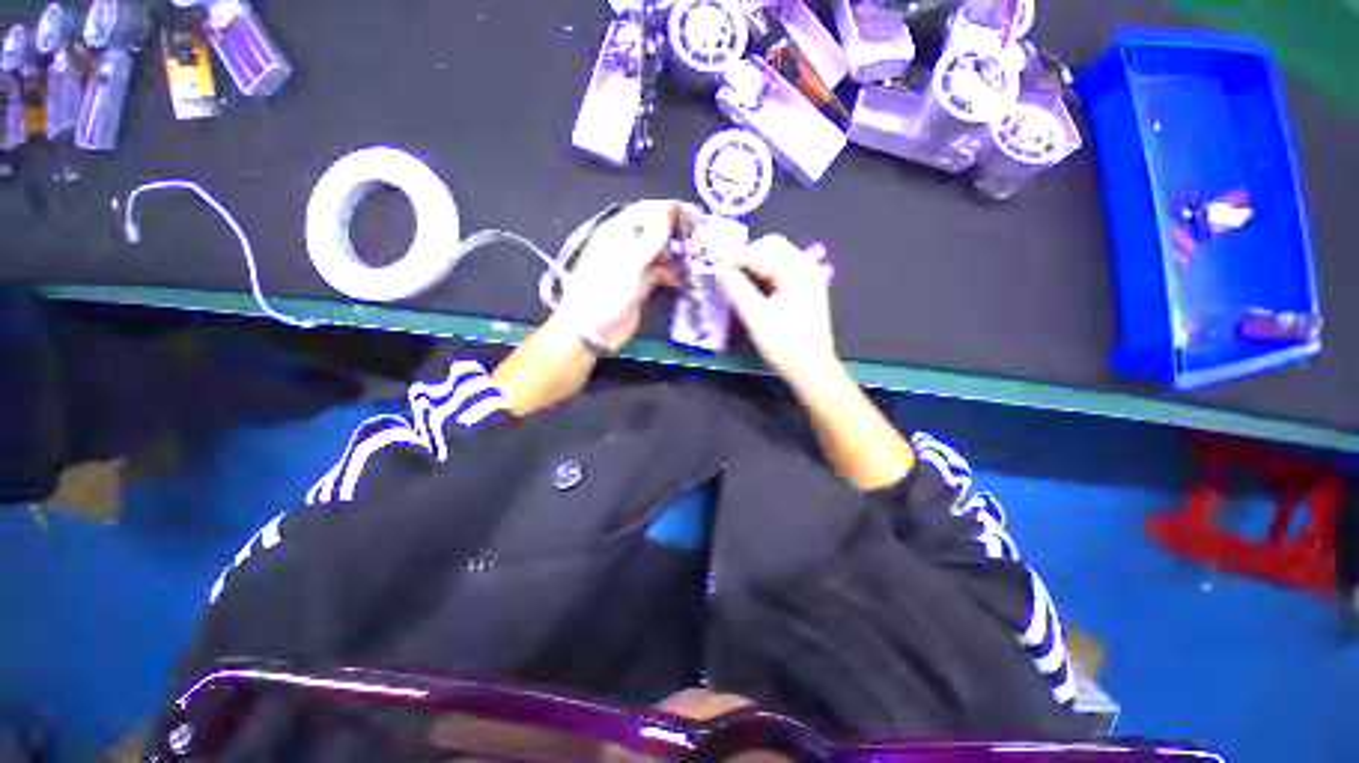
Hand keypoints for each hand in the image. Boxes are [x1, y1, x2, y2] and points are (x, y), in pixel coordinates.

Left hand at [554, 200, 684, 351]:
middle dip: (676, 233)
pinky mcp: (641, 286)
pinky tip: (681, 280)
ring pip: (660, 253)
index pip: (647, 212)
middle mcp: (627, 246)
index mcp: (618, 233)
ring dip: (676, 255)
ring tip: (695, 260)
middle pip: (655, 231)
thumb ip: (651, 237)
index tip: (694, 214)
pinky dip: (671, 275)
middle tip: (700, 240)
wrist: (592, 330)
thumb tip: (669, 210)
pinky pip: (660, 273)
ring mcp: (634, 267)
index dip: (669, 210)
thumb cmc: (605, 292)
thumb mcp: (629, 262)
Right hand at [715, 235, 839, 386]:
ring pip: (774, 260)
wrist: (811, 371)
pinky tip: (746, 286)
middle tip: (722, 269)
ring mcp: (805, 280)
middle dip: (745, 255)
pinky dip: (760, 276)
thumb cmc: (784, 345)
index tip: (711, 260)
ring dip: (751, 265)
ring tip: (729, 276)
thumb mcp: (756, 317)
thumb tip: (718, 267)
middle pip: (771, 248)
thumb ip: (736, 288)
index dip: (735, 255)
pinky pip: (777, 274)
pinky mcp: (801, 292)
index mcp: (798, 271)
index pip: (762, 251)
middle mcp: (805, 269)